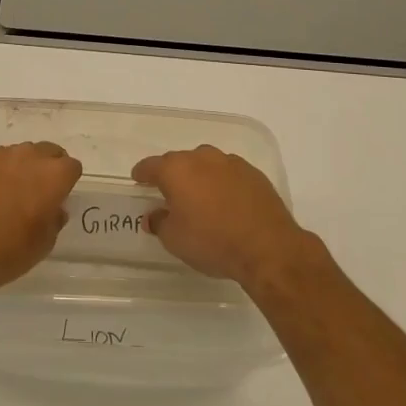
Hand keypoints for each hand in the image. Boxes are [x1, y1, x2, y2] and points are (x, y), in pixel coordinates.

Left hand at [0, 142, 80, 296]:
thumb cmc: (10, 251)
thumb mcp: (45, 243)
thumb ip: (55, 218)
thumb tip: (54, 208)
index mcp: (53, 176)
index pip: (72, 166)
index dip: (67, 181)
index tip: (59, 196)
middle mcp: (28, 157)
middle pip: (47, 151)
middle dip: (47, 166)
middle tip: (38, 190)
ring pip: (18, 153)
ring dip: (20, 167)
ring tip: (9, 191)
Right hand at [132, 145, 324, 290]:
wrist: (268, 247)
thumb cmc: (212, 241)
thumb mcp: (174, 239)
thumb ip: (159, 222)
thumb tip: (154, 215)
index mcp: (176, 170)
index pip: (151, 165)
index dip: (142, 173)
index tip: (138, 179)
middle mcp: (202, 158)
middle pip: (179, 161)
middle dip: (172, 175)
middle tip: (170, 194)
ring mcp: (231, 163)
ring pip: (206, 164)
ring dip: (200, 177)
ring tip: (201, 198)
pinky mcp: (254, 174)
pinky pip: (229, 173)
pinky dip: (222, 183)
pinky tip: (226, 202)